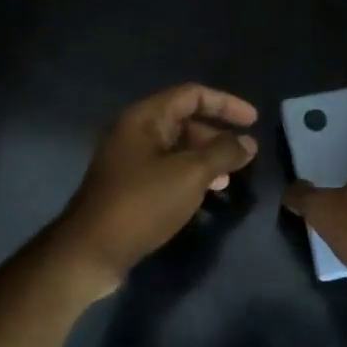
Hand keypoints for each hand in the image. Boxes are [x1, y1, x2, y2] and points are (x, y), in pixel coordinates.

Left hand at [54, 83, 257, 296]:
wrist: (92, 251)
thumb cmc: (142, 203)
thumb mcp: (190, 174)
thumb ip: (222, 153)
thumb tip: (248, 143)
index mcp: (144, 119)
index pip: (192, 95)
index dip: (226, 103)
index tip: (254, 121)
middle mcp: (135, 134)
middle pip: (184, 121)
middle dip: (217, 135)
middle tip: (245, 155)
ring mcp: (130, 162)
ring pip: (177, 149)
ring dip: (207, 158)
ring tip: (231, 177)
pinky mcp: (130, 188)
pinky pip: (167, 171)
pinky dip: (191, 177)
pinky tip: (207, 195)